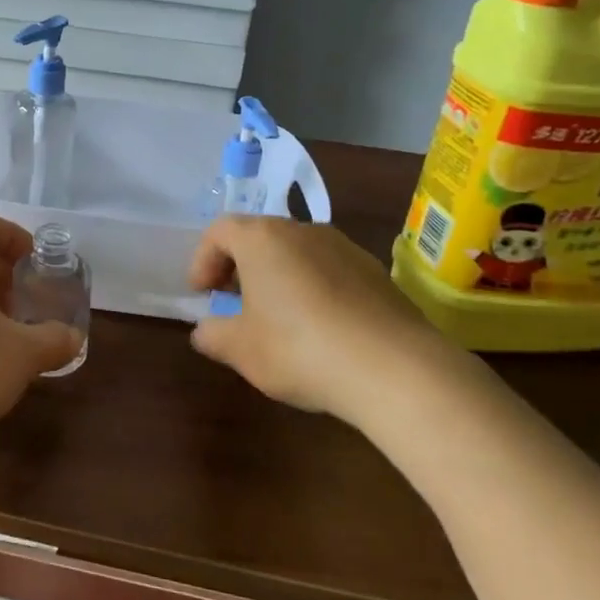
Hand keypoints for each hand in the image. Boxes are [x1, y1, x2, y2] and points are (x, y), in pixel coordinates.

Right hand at [186, 218, 462, 428]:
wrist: (396, 369)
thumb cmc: (300, 349)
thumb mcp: (241, 350)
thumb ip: (213, 335)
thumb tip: (204, 330)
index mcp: (261, 238)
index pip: (219, 231)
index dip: (203, 260)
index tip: (202, 294)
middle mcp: (302, 230)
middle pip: (258, 236)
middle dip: (239, 266)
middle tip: (233, 301)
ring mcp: (343, 247)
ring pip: (295, 252)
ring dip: (277, 276)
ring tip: (276, 317)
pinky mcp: (375, 272)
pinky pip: (329, 270)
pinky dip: (312, 288)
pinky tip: (319, 329)